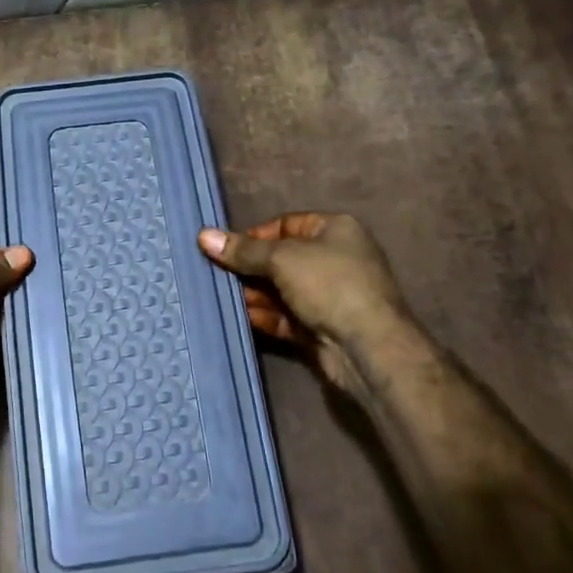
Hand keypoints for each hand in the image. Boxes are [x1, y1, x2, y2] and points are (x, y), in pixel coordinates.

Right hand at [198, 213, 412, 399]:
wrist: (368, 347)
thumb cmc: (329, 285)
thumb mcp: (281, 259)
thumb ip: (243, 250)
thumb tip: (204, 235)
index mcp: (336, 229)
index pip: (286, 224)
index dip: (255, 235)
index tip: (225, 249)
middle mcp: (336, 258)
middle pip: (282, 258)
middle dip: (250, 268)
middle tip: (217, 274)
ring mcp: (330, 295)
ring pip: (282, 290)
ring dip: (254, 294)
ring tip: (222, 296)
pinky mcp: (323, 327)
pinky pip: (287, 316)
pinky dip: (265, 316)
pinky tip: (241, 317)